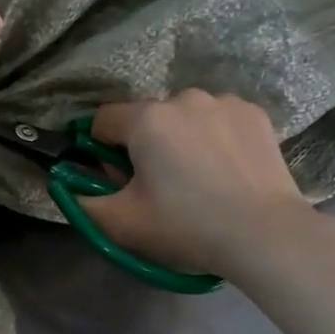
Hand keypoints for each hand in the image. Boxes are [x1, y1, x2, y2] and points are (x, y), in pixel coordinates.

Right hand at [80, 91, 323, 281]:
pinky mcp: (255, 114)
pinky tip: (227, 169)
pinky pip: (218, 119)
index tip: (117, 179)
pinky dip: (214, 137)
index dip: (101, 149)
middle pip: (145, 118)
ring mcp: (223, 102)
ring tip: (199, 178)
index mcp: (146, 119)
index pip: (103, 120)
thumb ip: (82, 201)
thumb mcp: (121, 223)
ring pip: (184, 117)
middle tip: (159, 186)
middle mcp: (183, 98)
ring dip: (180, 138)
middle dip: (143, 145)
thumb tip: (68, 185)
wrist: (266, 235)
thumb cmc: (187, 226)